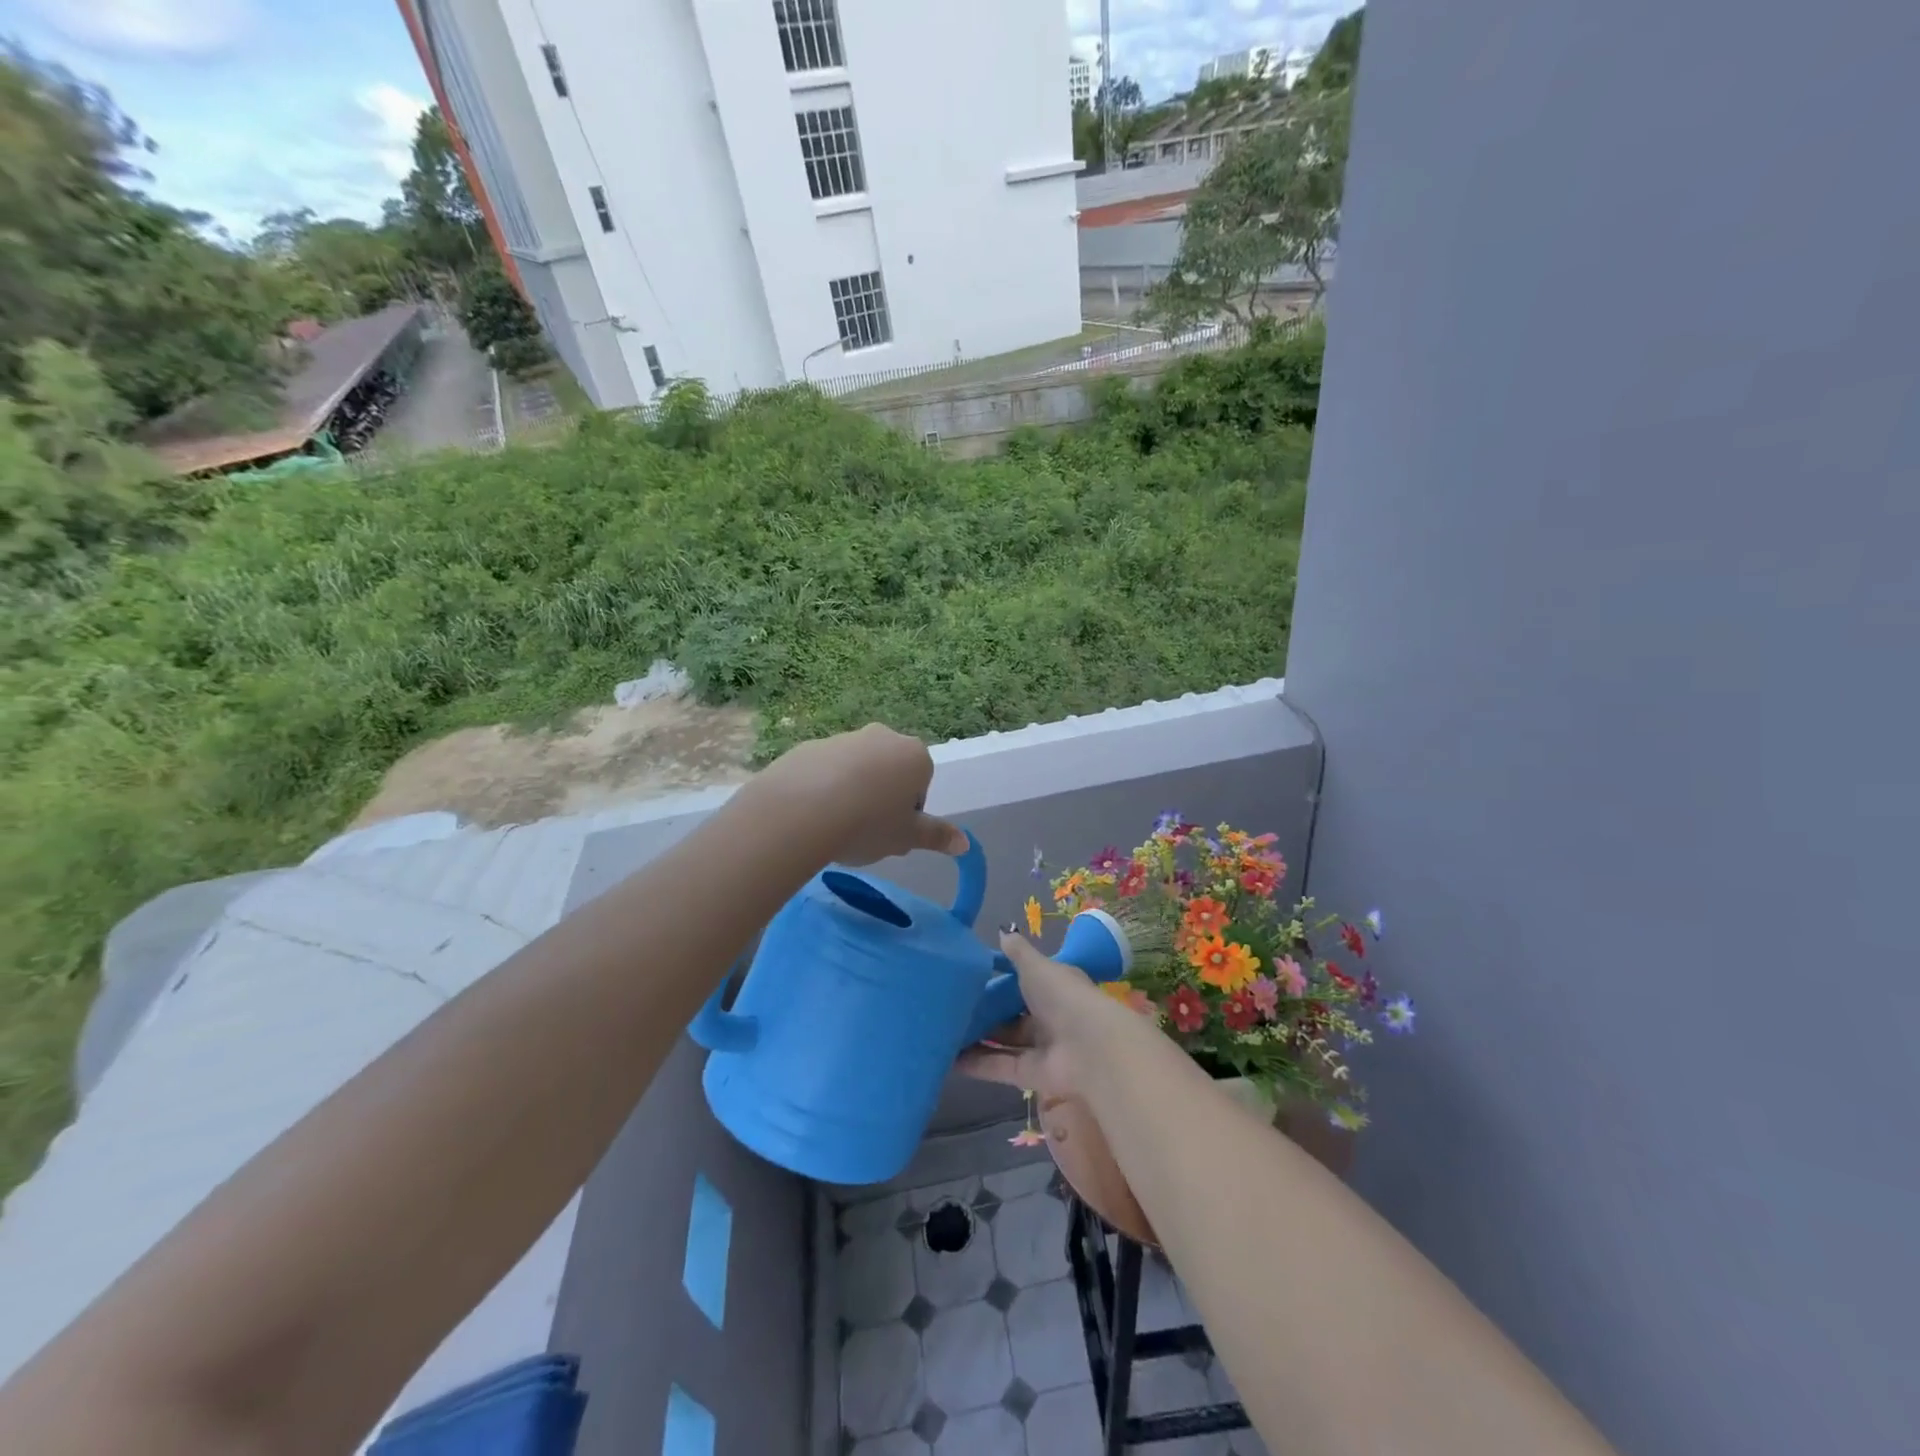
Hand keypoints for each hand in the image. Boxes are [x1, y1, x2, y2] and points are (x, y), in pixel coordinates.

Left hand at [751, 723, 967, 864]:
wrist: (802, 810)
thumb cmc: (869, 824)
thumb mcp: (907, 837)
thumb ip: (936, 837)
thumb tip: (965, 844)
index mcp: (915, 755)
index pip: (920, 786)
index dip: (907, 814)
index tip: (890, 833)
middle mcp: (882, 737)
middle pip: (889, 771)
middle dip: (880, 797)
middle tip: (865, 830)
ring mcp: (843, 738)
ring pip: (855, 769)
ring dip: (850, 792)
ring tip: (835, 826)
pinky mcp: (809, 746)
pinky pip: (822, 771)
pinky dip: (820, 789)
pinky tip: (811, 815)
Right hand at [957, 931, 1126, 1106]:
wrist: (1090, 1048)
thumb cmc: (1062, 996)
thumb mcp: (1036, 966)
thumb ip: (1017, 952)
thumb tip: (1003, 930)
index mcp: (1054, 986)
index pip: (1025, 981)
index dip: (1001, 981)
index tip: (970, 977)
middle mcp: (1049, 1016)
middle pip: (1012, 1015)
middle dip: (985, 1013)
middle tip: (949, 1007)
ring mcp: (1041, 1047)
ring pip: (1004, 1042)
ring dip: (976, 1039)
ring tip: (942, 1033)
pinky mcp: (1032, 1074)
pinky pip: (1000, 1066)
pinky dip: (977, 1064)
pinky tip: (949, 1059)